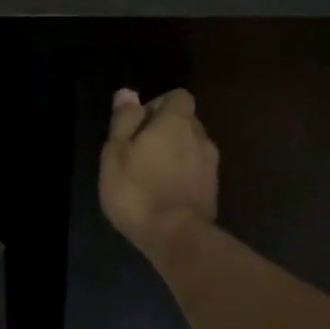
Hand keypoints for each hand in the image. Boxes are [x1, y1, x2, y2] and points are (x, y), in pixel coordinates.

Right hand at [100, 87, 219, 260]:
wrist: (175, 236)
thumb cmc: (136, 190)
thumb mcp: (115, 153)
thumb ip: (124, 120)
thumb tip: (128, 93)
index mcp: (176, 122)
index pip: (178, 96)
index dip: (159, 104)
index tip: (139, 123)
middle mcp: (200, 137)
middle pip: (186, 121)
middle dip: (166, 129)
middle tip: (140, 150)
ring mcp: (211, 165)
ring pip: (192, 147)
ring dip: (176, 153)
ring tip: (152, 173)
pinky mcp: (213, 189)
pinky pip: (196, 170)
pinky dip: (183, 174)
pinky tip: (165, 191)